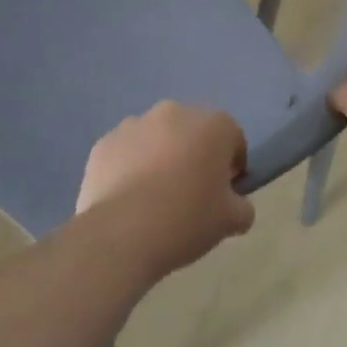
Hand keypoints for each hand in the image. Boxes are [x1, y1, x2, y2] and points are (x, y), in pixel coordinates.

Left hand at [76, 101, 254, 280]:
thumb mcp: (232, 221)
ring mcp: (134, 124)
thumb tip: (234, 203)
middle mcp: (174, 113)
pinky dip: (129, 167)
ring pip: (156, 138)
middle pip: (192, 132)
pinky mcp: (104, 142)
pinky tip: (128, 199)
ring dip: (160, 157)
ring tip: (154, 197)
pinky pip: (126, 152)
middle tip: (190, 192)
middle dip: (194, 154)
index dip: (232, 165)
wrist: (122, 233)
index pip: (232, 138)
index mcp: (212, 125)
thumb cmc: (187, 219)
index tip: (225, 192)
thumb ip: (242, 206)